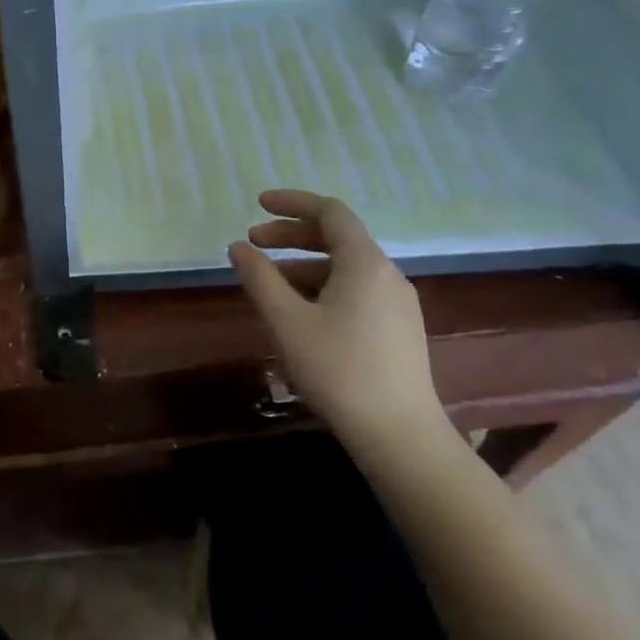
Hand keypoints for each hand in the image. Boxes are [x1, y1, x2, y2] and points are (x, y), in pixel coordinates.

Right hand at [228, 190, 447, 451]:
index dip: (292, 202)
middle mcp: (387, 274)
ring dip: (302, 264)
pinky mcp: (398, 329)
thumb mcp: (287, 320)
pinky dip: (322, 286)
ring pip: (344, 267)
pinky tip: (299, 312)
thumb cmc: (338, 370)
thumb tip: (239, 247)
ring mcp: (397, 303)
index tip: (258, 205)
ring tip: (268, 284)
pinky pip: (355, 290)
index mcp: (364, 263)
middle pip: (336, 237)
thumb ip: (259, 277)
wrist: (400, 436)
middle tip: (251, 243)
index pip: (330, 212)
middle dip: (290, 235)